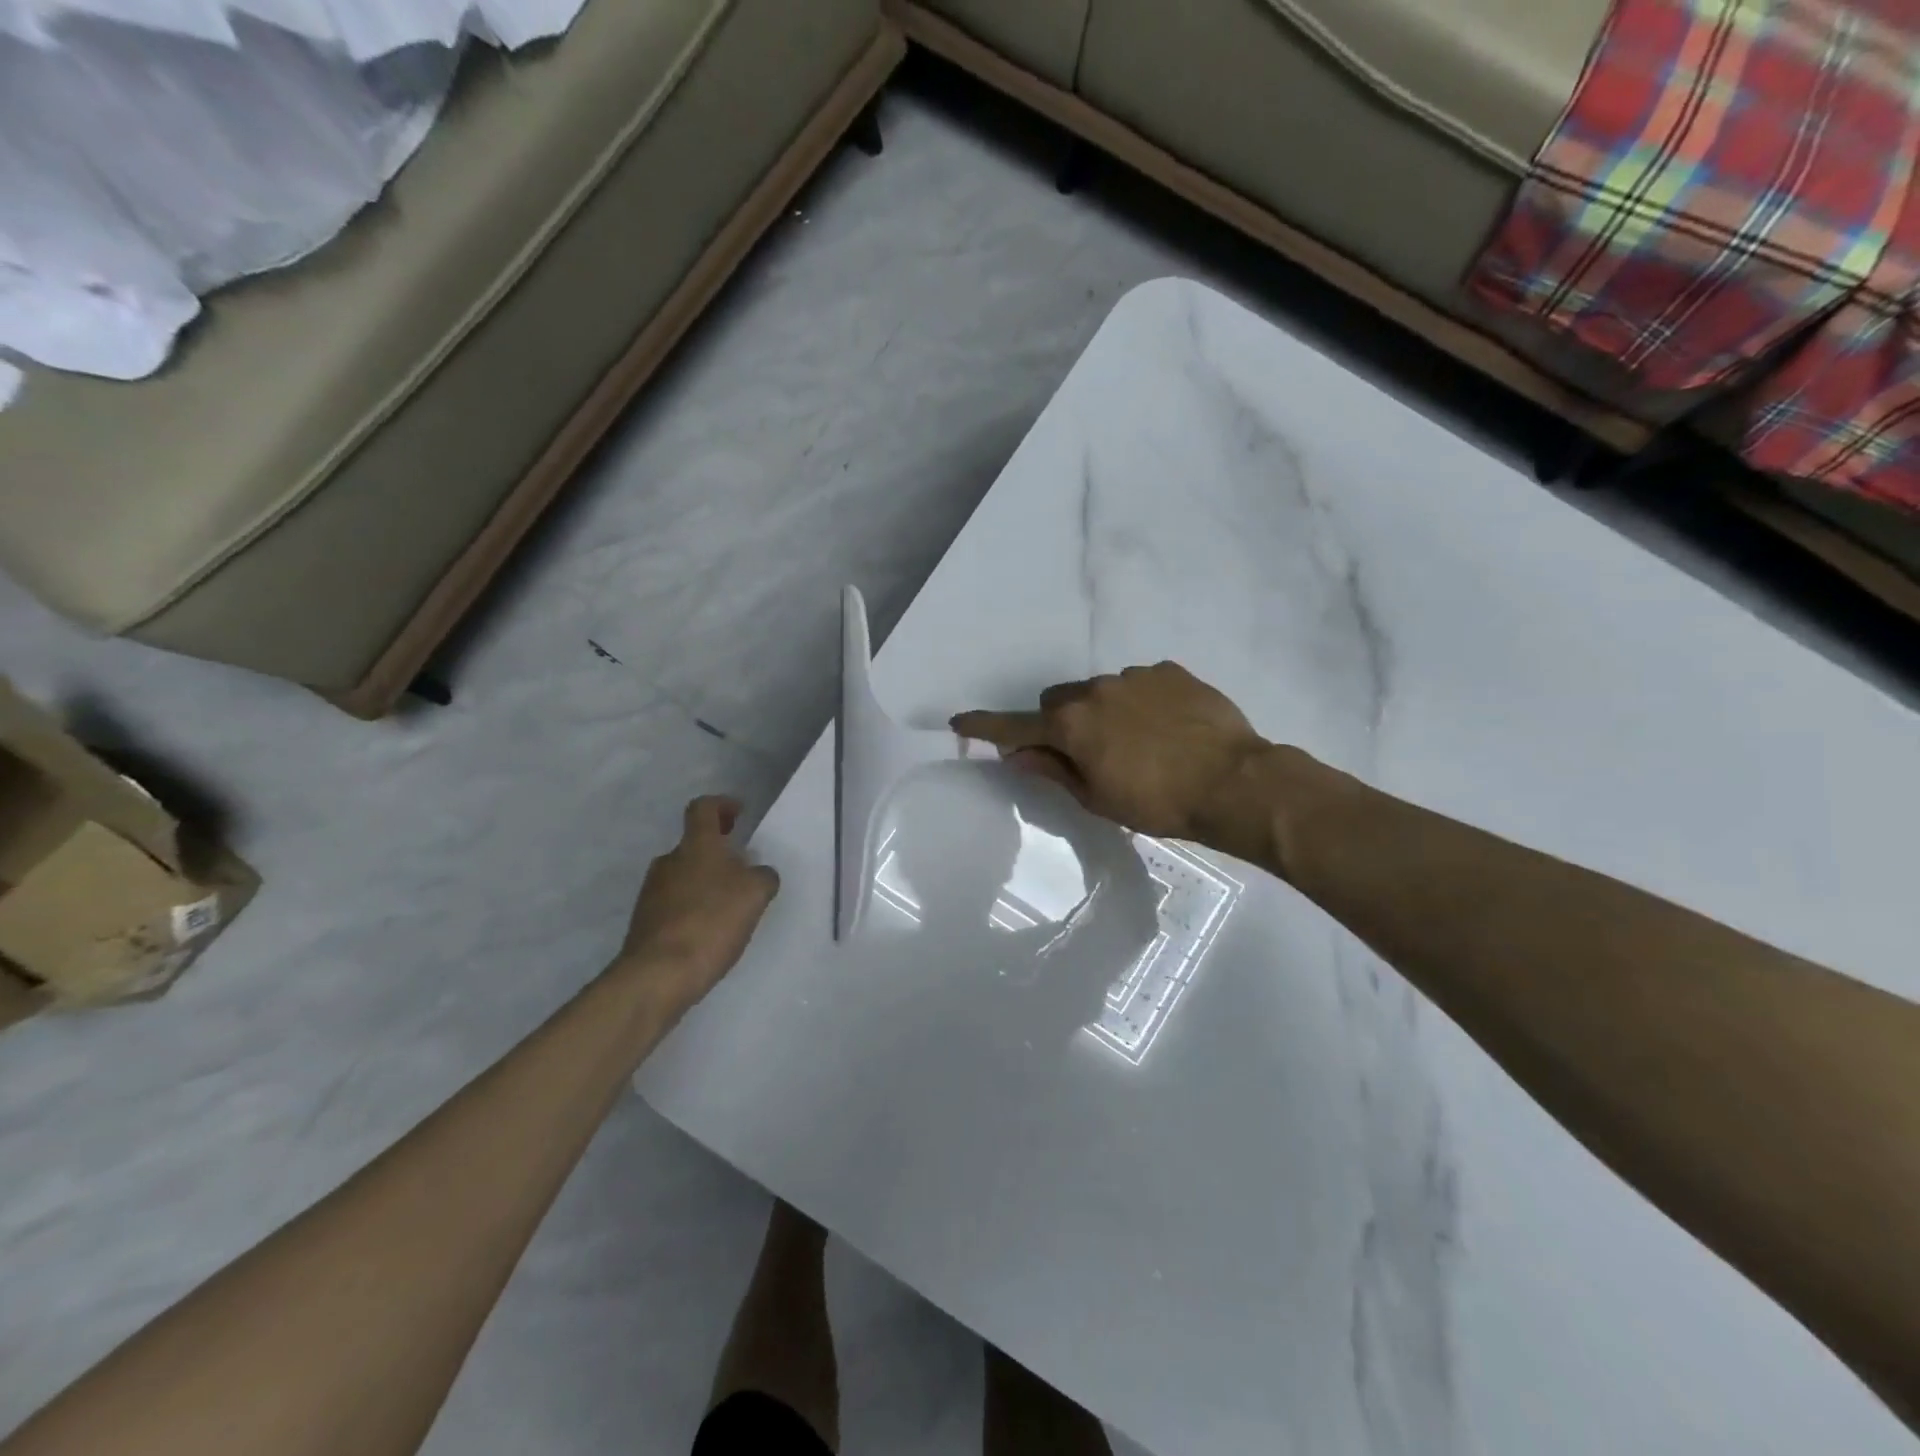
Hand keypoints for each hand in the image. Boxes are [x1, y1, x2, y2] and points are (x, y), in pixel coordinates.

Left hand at [618, 796, 780, 1004]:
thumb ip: (763, 876)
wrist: (658, 974)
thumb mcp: (756, 893)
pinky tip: (710, 930)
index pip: (703, 808)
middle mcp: (669, 862)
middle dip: (718, 851)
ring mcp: (652, 893)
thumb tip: (759, 874)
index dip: (722, 805)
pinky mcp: (646, 922)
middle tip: (743, 866)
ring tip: (730, 904)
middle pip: (693, 844)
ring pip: (684, 875)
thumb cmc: (711, 921)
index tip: (739, 813)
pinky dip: (694, 908)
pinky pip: (675, 904)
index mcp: (696, 846)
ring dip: (706, 881)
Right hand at [952, 663, 1273, 855]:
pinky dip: (1140, 702)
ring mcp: (1135, 676)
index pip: (1015, 726)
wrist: (1234, 782)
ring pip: (1100, 691)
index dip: (986, 726)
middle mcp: (1096, 690)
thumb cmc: (1159, 803)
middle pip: (1058, 701)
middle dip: (1061, 723)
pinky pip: (1139, 683)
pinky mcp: (1169, 671)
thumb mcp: (1098, 798)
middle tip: (1086, 753)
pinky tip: (1167, 727)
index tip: (959, 721)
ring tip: (1139, 742)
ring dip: (1104, 712)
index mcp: (1072, 726)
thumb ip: (1054, 771)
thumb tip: (1019, 755)